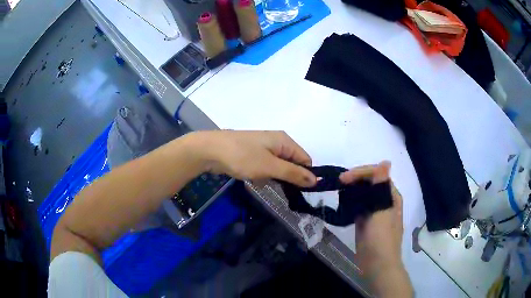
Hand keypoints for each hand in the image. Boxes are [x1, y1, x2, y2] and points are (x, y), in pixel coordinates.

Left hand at [194, 130, 316, 186]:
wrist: (210, 150)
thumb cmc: (242, 157)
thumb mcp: (270, 167)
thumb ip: (293, 173)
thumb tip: (316, 180)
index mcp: (284, 141)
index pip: (305, 160)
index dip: (305, 176)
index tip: (300, 192)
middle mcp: (276, 142)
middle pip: (292, 163)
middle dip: (287, 178)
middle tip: (280, 190)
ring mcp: (263, 148)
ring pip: (277, 167)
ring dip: (273, 178)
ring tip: (263, 183)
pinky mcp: (252, 154)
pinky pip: (265, 167)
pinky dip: (262, 175)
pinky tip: (253, 180)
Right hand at [340, 162, 411, 296]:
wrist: (377, 265)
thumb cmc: (381, 239)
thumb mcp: (382, 212)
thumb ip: (381, 188)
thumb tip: (386, 162)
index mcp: (391, 196)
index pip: (377, 175)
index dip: (361, 173)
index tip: (343, 178)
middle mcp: (384, 201)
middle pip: (370, 183)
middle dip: (355, 179)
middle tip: (338, 183)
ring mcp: (375, 211)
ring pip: (363, 194)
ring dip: (352, 190)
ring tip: (337, 190)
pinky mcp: (366, 221)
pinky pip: (358, 206)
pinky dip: (350, 202)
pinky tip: (341, 202)